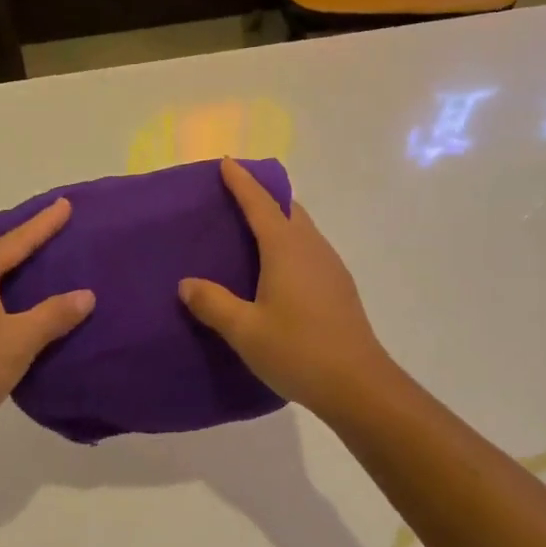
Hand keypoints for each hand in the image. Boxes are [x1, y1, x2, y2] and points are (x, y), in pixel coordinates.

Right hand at [178, 158, 395, 421]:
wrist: (358, 384)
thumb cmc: (297, 351)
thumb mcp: (245, 330)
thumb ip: (213, 303)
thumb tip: (187, 284)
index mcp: (286, 248)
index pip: (260, 204)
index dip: (242, 182)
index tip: (227, 163)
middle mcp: (311, 248)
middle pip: (287, 209)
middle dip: (263, 196)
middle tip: (235, 196)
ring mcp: (330, 266)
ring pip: (302, 229)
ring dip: (279, 221)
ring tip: (251, 232)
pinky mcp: (339, 287)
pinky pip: (309, 250)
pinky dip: (290, 244)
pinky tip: (277, 270)